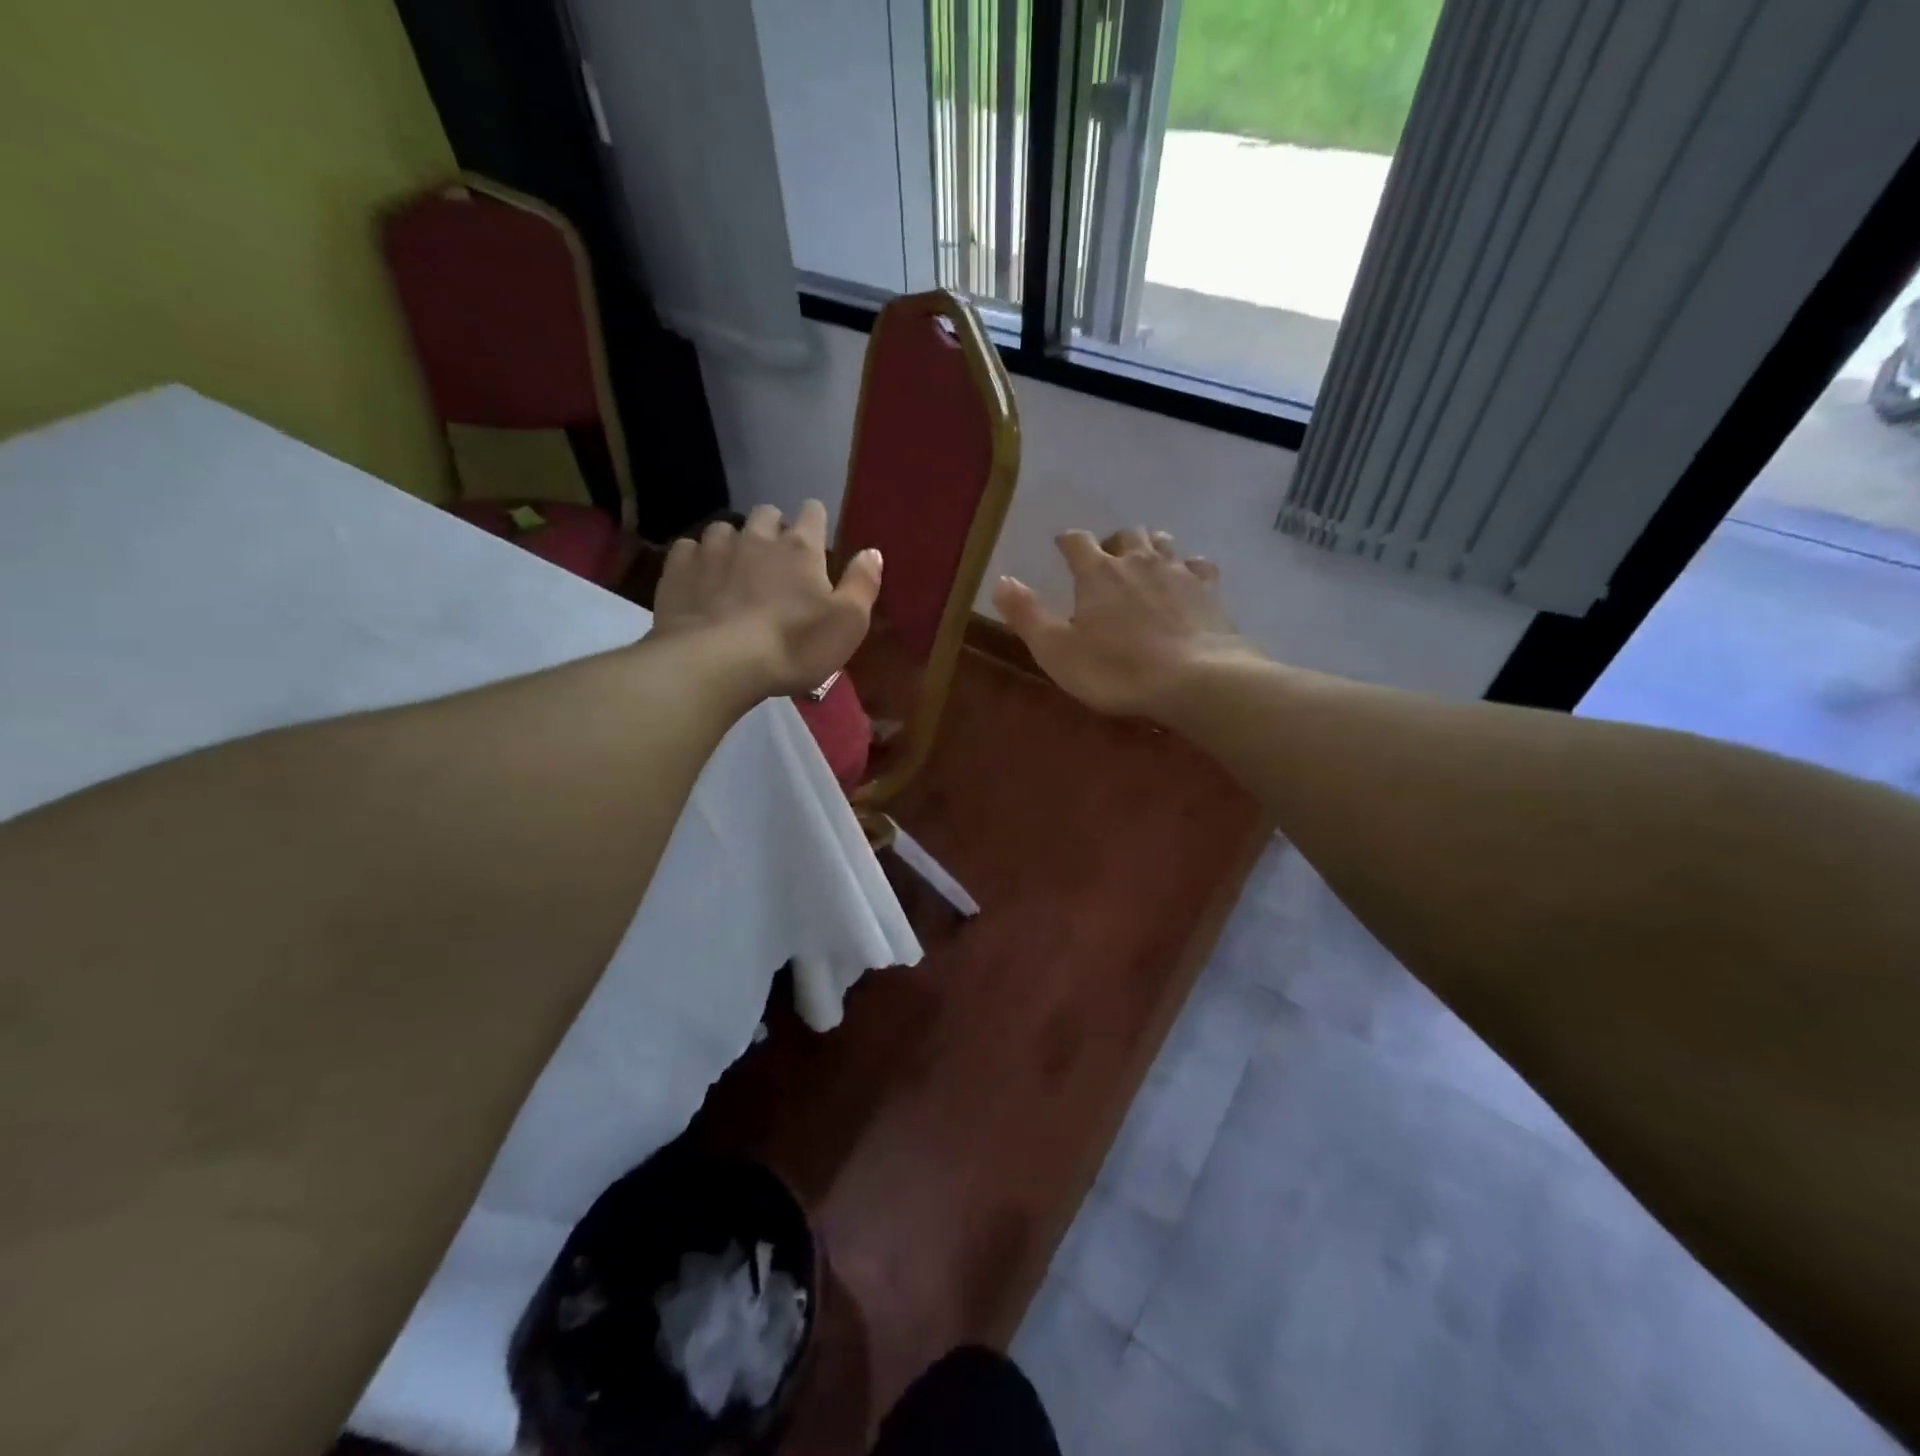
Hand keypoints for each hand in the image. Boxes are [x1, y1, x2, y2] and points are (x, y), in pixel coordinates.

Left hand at [652, 501, 881, 697]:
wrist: (716, 663)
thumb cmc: (793, 646)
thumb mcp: (847, 623)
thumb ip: (862, 584)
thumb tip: (872, 551)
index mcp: (801, 547)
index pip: (812, 513)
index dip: (815, 521)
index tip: (816, 538)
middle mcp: (757, 536)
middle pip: (766, 513)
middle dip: (773, 529)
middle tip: (776, 558)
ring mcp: (713, 549)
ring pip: (725, 528)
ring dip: (733, 542)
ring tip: (735, 569)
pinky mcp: (678, 568)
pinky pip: (688, 549)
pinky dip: (697, 559)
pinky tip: (700, 580)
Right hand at [992, 527, 1258, 715]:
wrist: (1195, 679)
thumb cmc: (1116, 668)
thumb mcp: (1056, 650)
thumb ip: (1026, 614)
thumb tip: (1001, 580)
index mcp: (1097, 572)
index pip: (1076, 541)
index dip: (1067, 541)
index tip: (1062, 546)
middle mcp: (1138, 561)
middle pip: (1125, 534)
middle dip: (1113, 542)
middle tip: (1106, 560)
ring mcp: (1177, 572)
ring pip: (1162, 542)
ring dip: (1150, 547)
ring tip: (1144, 564)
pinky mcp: (1209, 590)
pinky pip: (1199, 565)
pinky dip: (1189, 568)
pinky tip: (1188, 580)